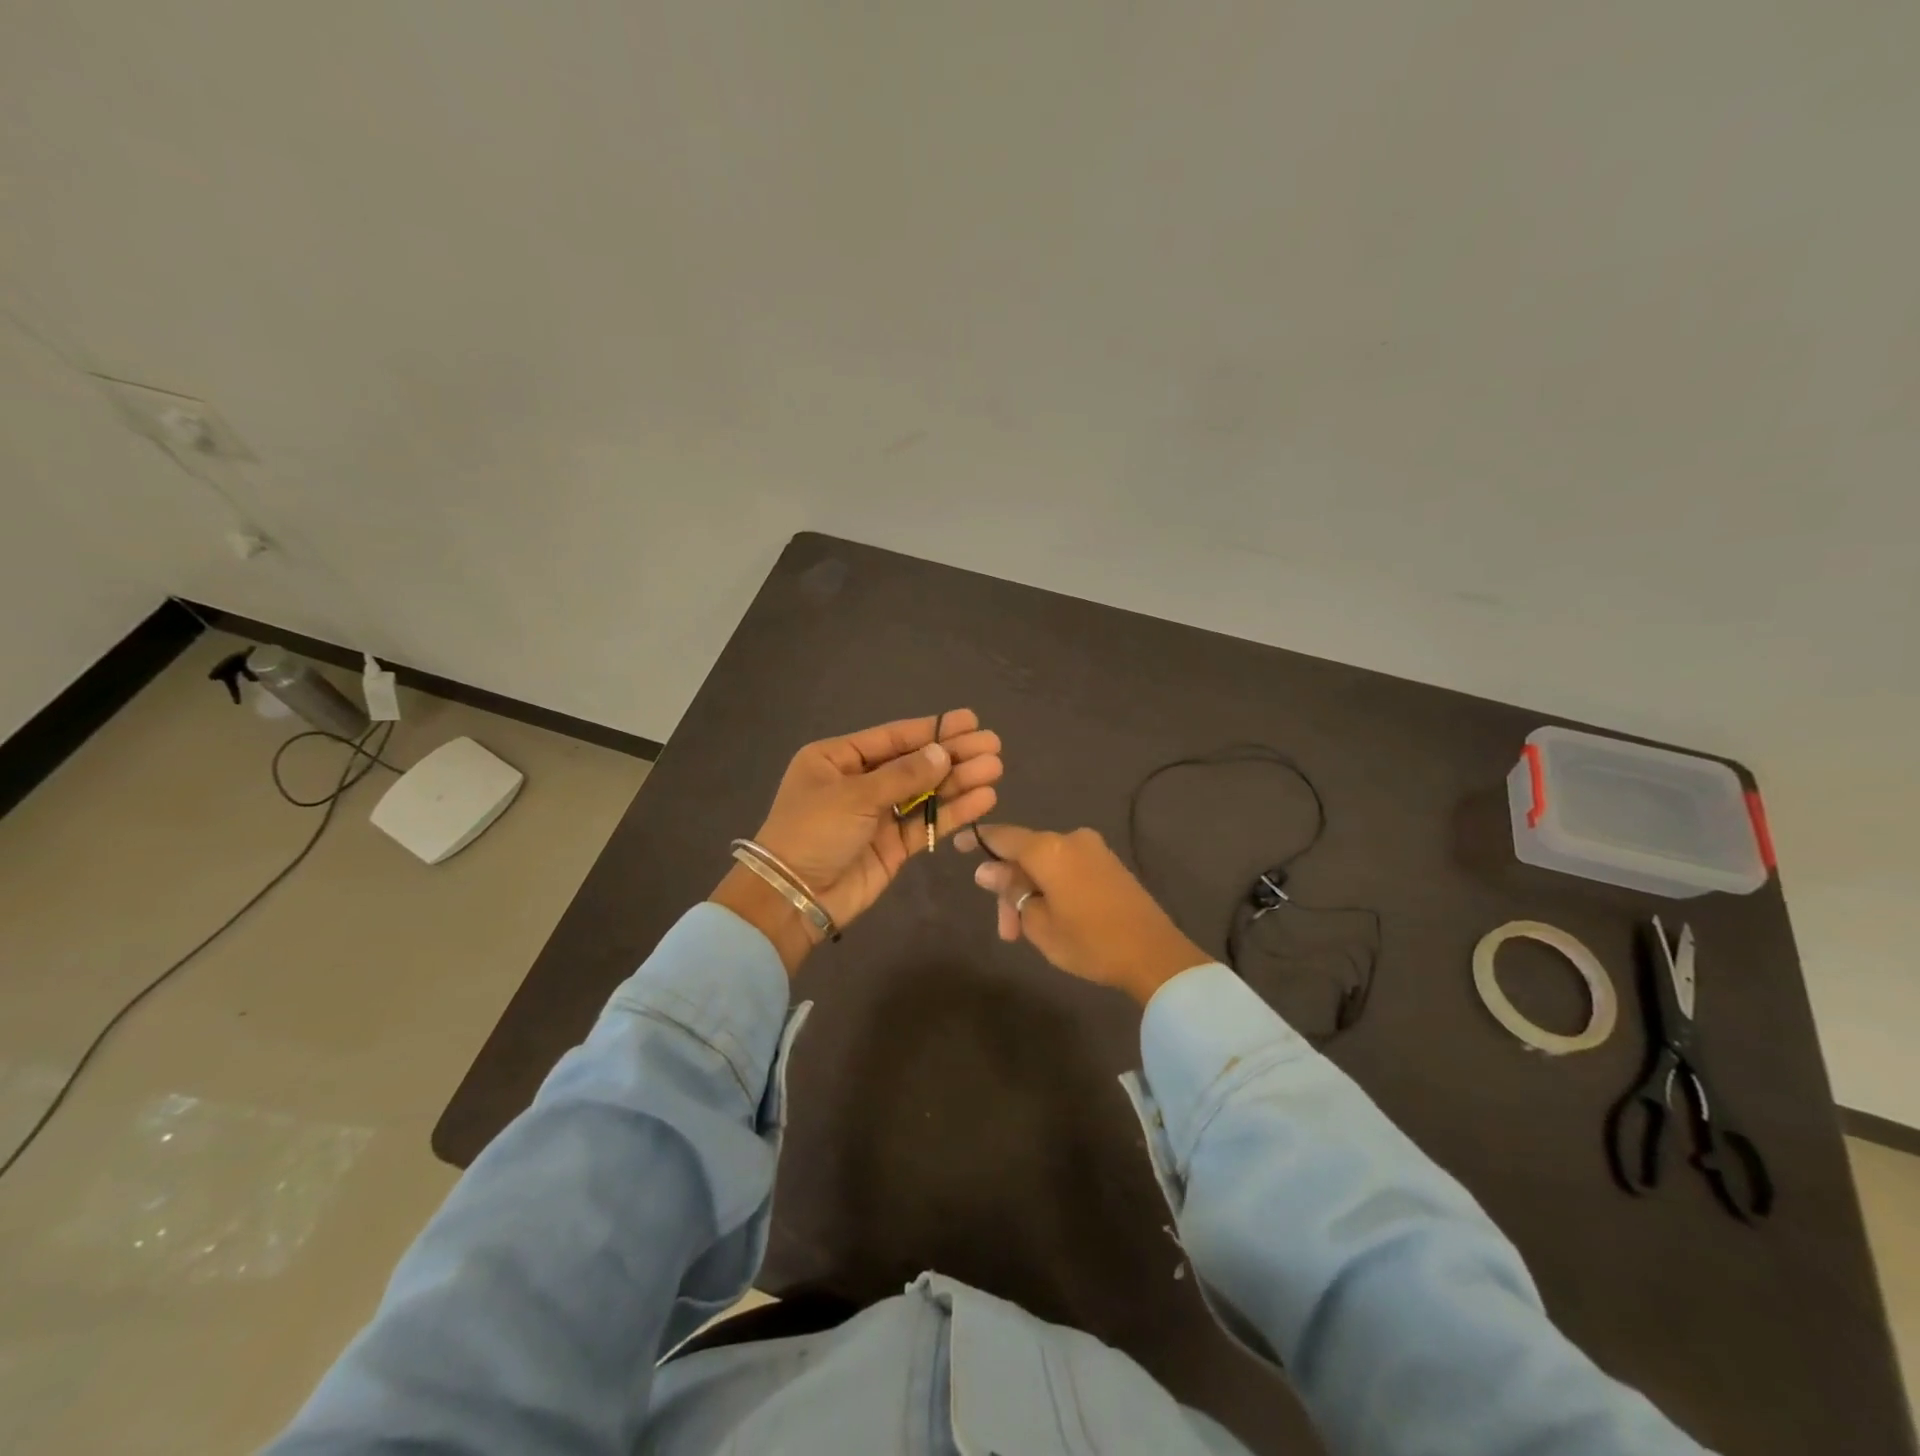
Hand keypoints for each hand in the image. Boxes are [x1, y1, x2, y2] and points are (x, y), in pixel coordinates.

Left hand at [712, 711, 1002, 972]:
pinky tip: (984, 798)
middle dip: (953, 754)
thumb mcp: (854, 795)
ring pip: (925, 792)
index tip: (969, 721)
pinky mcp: (893, 846)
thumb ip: (903, 776)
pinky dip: (954, 811)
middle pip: (914, 763)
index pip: (892, 738)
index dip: (932, 729)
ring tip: (995, 768)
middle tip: (992, 744)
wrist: (794, 897)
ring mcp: (878, 815)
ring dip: (959, 781)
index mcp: (837, 759)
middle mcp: (859, 783)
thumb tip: (942, 752)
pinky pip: (927, 823)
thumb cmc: (813, 832)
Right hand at [956, 823, 1209, 1005]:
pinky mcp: (1109, 864)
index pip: (1002, 837)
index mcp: (1048, 849)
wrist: (1154, 954)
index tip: (958, 845)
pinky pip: (1067, 867)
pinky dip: (1052, 887)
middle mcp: (1070, 839)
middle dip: (1010, 890)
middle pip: (1025, 855)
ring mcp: (1093, 849)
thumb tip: (987, 870)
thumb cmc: (1088, 941)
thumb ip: (1010, 892)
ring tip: (1026, 933)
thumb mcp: (1038, 923)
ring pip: (1046, 864)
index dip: (978, 841)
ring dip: (1031, 893)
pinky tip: (1050, 916)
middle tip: (1007, 932)